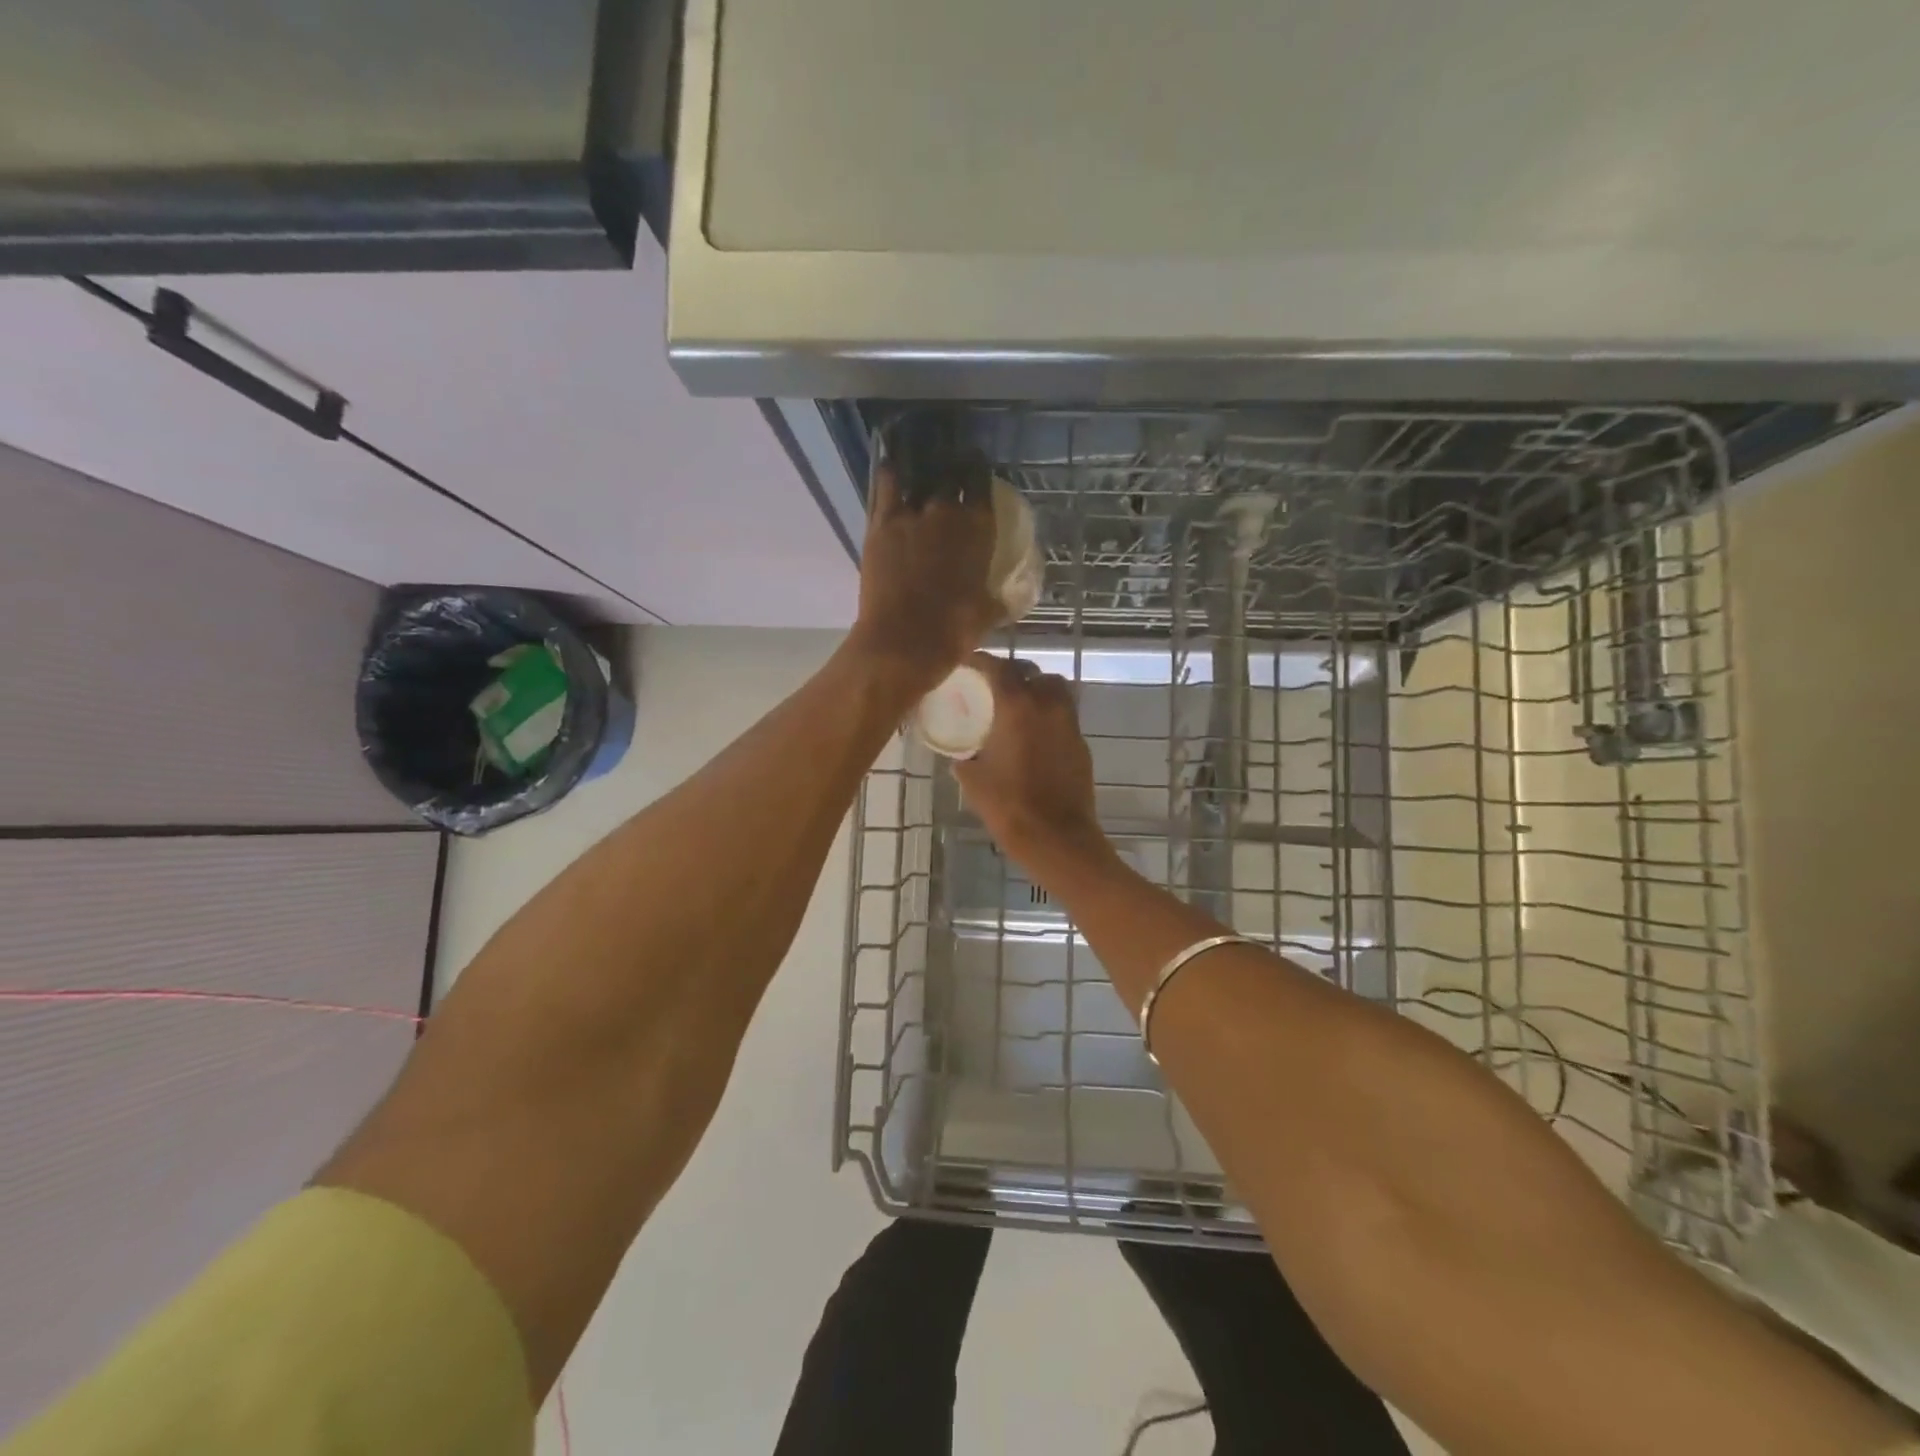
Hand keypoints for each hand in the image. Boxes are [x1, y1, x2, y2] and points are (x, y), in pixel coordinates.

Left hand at [848, 464, 999, 696]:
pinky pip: (886, 486)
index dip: (979, 475)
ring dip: (923, 471)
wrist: (903, 642)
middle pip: (951, 475)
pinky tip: (891, 470)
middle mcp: (948, 512)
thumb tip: (1008, 599)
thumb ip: (997, 599)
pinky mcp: (882, 524)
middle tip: (952, 472)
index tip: (977, 472)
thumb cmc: (952, 633)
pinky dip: (890, 475)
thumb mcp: (986, 615)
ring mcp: (912, 515)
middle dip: (953, 470)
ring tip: (923, 468)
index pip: (982, 485)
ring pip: (919, 476)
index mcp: (979, 529)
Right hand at [953, 654, 1108, 872]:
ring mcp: (1069, 723)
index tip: (968, 665)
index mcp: (1018, 707)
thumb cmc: (1009, 807)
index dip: (981, 661)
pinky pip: (1064, 716)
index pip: (998, 667)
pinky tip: (1033, 737)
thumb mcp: (974, 781)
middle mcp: (1047, 705)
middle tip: (993, 688)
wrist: (1057, 838)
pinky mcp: (1081, 743)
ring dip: (1036, 690)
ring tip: (1017, 708)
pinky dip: (1048, 716)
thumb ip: (965, 759)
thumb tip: (961, 755)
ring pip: (1055, 690)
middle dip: (1012, 674)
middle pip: (1031, 672)